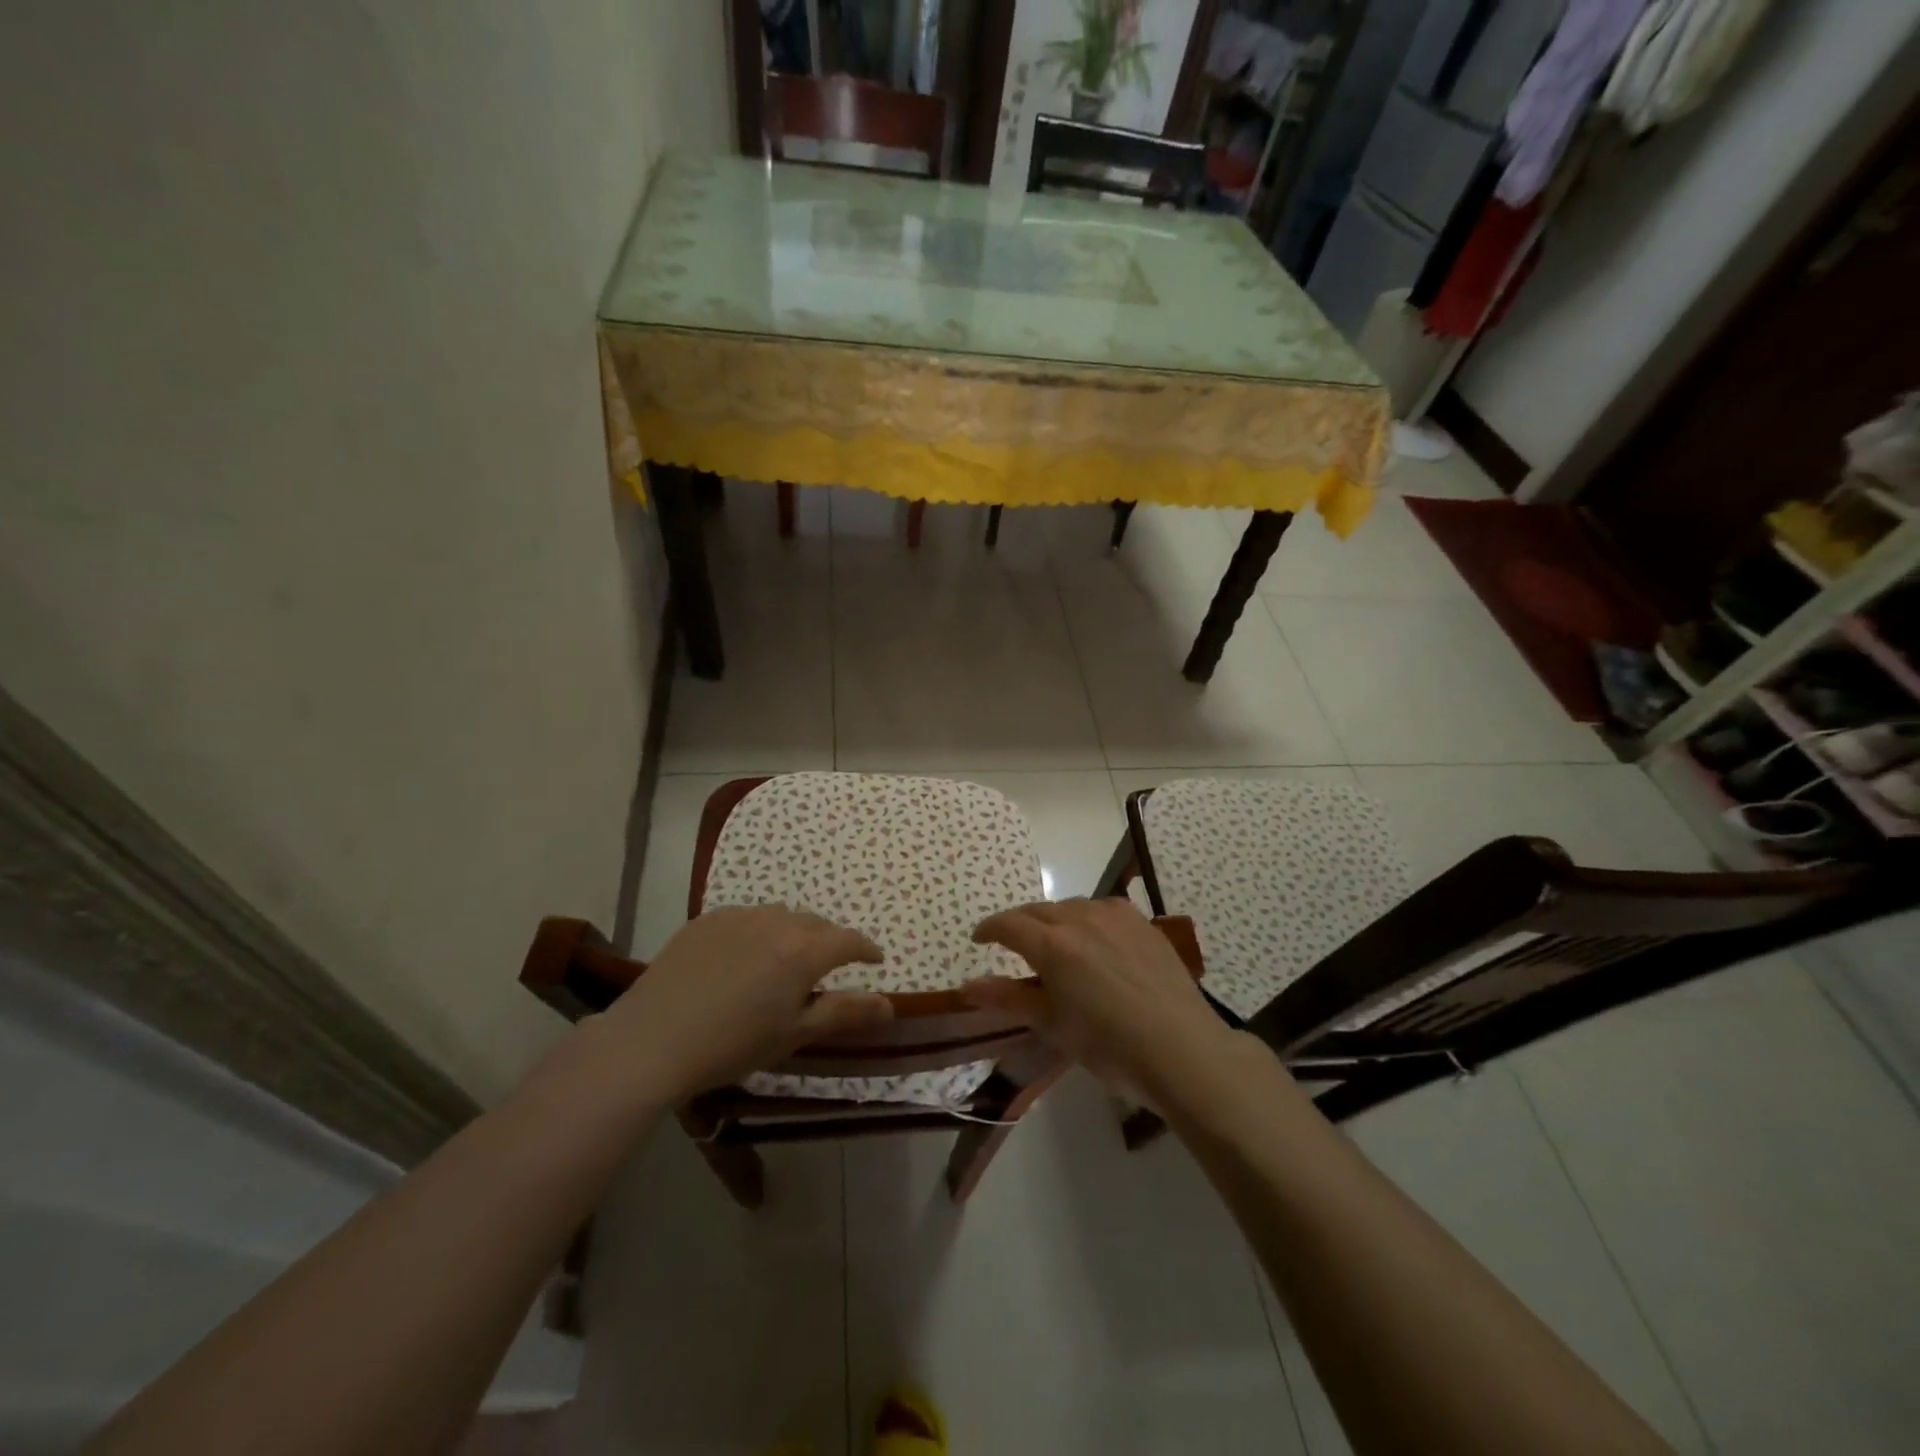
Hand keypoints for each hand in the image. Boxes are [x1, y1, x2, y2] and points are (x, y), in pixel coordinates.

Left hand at [588, 906, 892, 1103]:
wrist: (652, 1040)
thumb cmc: (733, 1044)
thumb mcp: (795, 1034)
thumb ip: (845, 1013)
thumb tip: (890, 1004)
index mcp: (804, 950)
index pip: (849, 940)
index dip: (866, 950)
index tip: (875, 961)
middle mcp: (776, 921)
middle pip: (816, 924)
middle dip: (830, 942)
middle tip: (829, 968)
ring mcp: (738, 916)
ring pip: (781, 916)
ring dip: (794, 933)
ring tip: (786, 960)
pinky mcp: (706, 920)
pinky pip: (747, 918)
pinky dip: (759, 931)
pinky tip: (745, 957)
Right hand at [961, 898, 1236, 1105]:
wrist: (1182, 1048)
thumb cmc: (1109, 1045)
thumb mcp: (1052, 1025)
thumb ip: (1008, 998)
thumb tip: (968, 985)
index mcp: (1052, 944)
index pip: (1008, 924)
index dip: (989, 929)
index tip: (979, 939)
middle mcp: (1080, 918)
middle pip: (1038, 911)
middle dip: (1020, 924)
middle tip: (1013, 945)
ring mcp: (1115, 916)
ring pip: (1072, 907)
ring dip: (1055, 921)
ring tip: (1055, 945)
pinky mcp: (1142, 923)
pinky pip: (1103, 911)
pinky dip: (1087, 920)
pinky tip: (1095, 943)